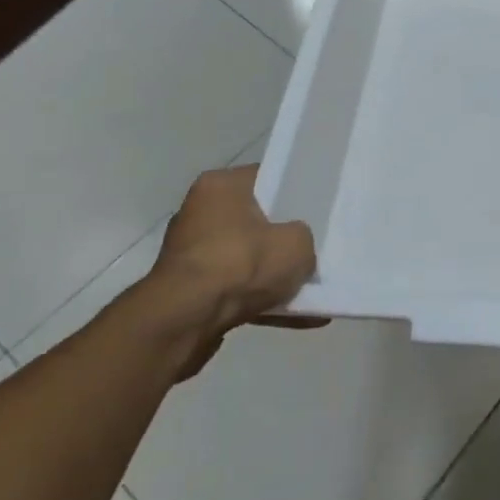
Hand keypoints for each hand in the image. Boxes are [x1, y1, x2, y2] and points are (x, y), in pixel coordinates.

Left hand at [145, 165, 319, 379]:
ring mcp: (188, 252)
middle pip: (253, 218)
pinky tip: (289, 314)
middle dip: (279, 237)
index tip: (315, 210)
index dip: (294, 193)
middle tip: (310, 247)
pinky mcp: (184, 289)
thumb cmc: (241, 263)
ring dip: (268, 272)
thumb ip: (303, 237)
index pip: (267, 178)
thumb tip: (294, 247)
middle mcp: (198, 211)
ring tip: (303, 288)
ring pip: (243, 256)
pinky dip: (255, 298)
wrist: (185, 321)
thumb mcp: (297, 244)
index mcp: (221, 185)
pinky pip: (232, 286)